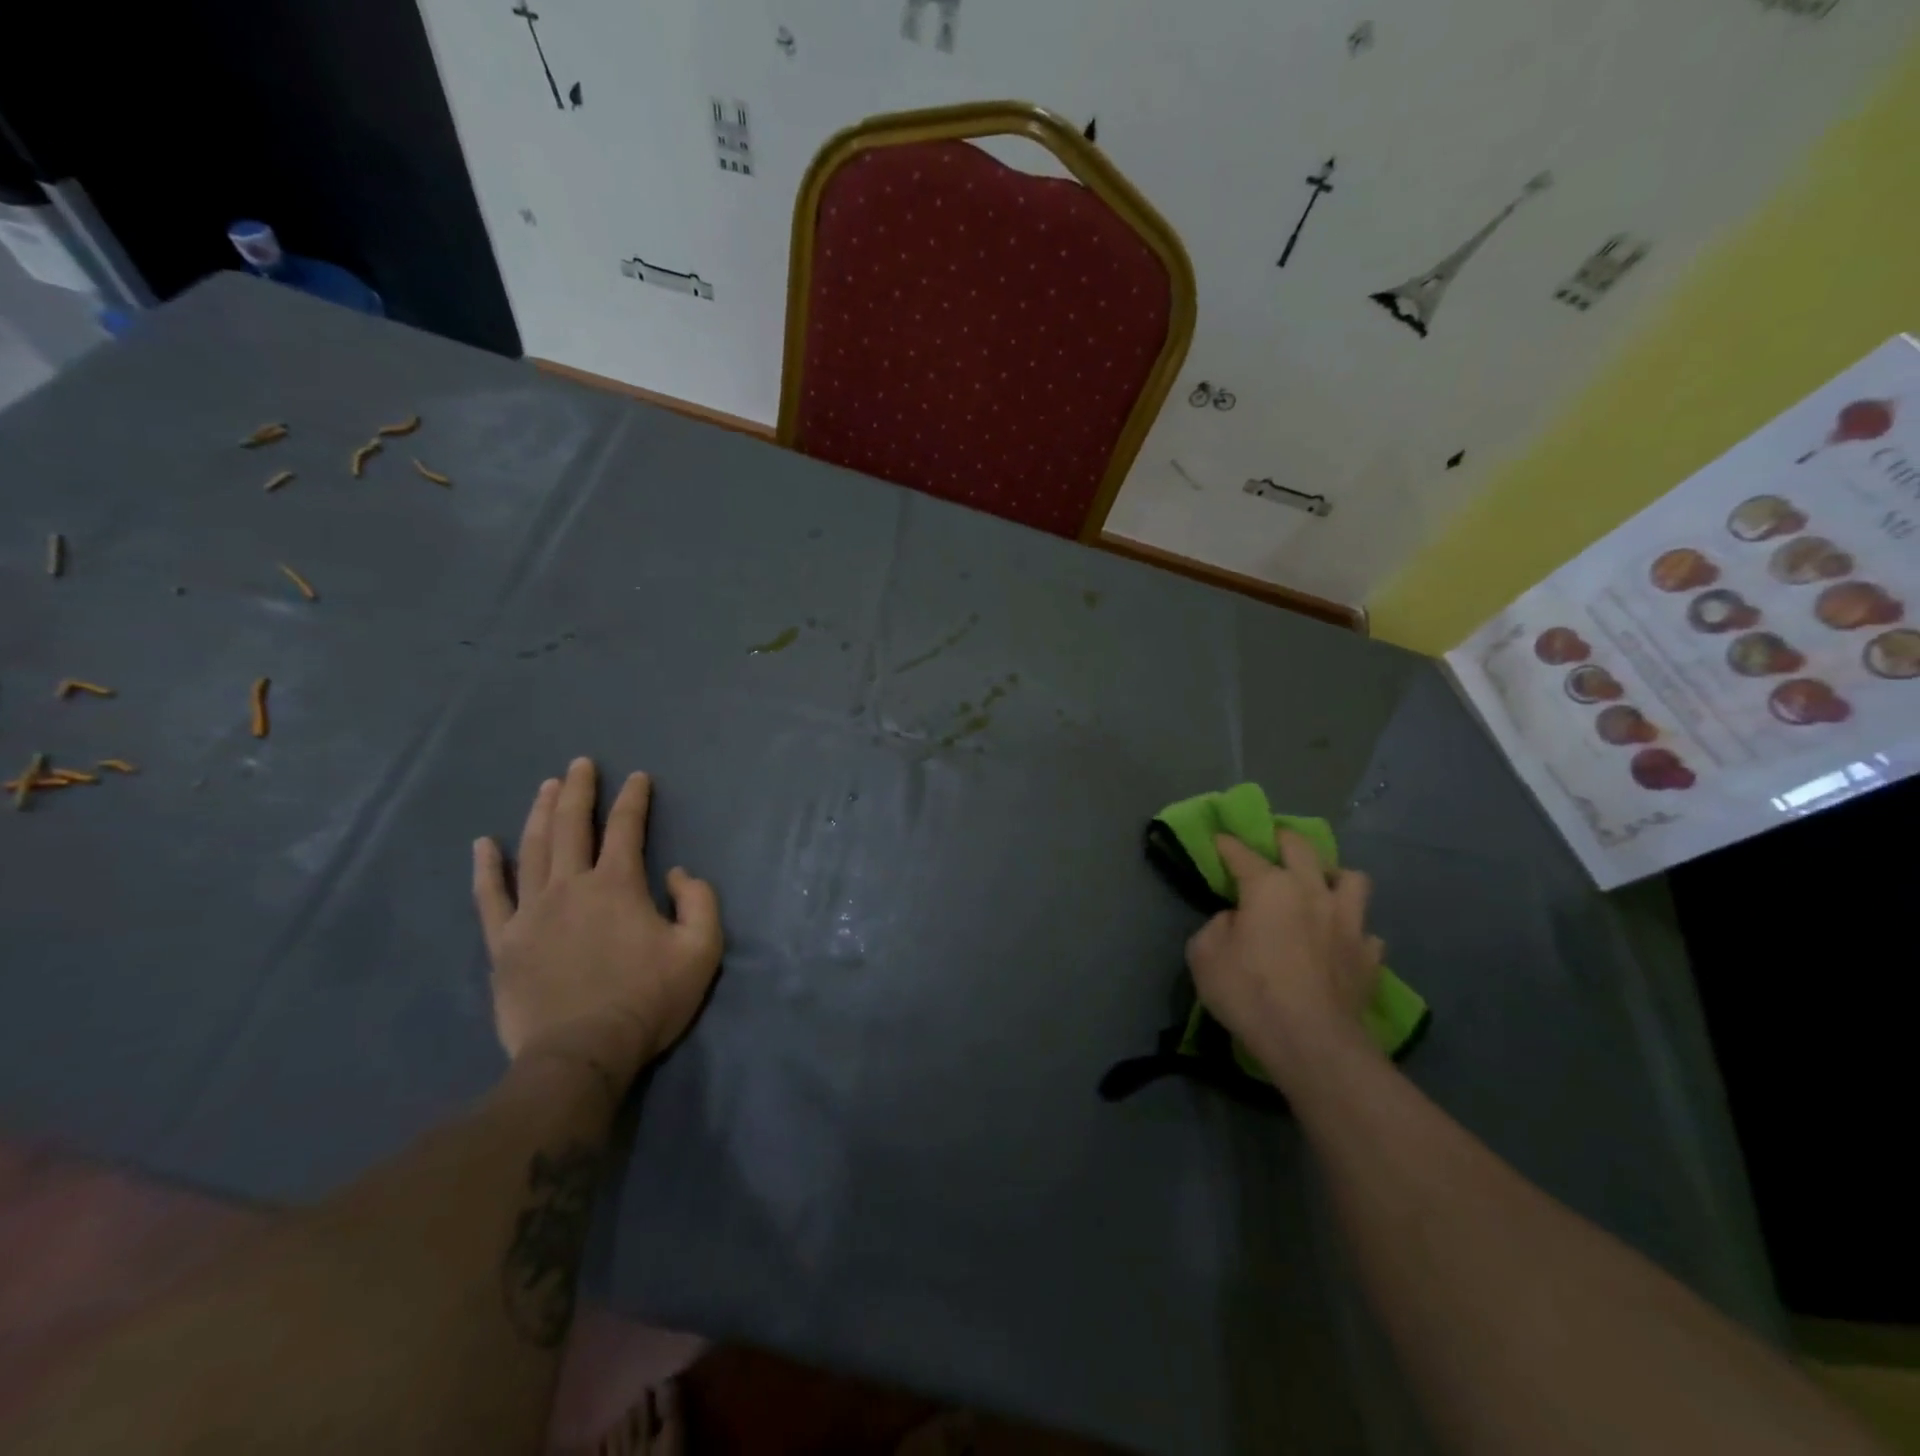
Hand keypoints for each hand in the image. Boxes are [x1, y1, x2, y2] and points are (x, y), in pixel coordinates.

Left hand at [473, 758, 723, 1093]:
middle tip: (580, 764)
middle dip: (578, 790)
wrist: (581, 1055)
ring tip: (546, 787)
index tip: (637, 777)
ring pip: (532, 849)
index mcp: (618, 885)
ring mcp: (531, 913)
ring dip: (540, 813)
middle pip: (571, 826)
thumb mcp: (701, 950)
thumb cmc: (647, 1000)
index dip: (633, 798)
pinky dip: (487, 868)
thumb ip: (699, 901)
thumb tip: (675, 872)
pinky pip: (490, 896)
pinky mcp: (504, 942)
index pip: (626, 828)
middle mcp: (571, 886)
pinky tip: (484, 844)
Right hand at [1186, 831, 1384, 1091]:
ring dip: (1334, 877)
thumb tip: (1235, 919)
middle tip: (1272, 843)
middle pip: (1301, 848)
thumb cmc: (1249, 993)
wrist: (1312, 1044)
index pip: (1242, 853)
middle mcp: (1312, 892)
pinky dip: (1352, 931)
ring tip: (1320, 889)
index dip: (1226, 844)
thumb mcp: (1203, 956)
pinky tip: (1340, 942)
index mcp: (1269, 887)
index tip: (1218, 838)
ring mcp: (1348, 923)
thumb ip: (1216, 927)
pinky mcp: (1370, 957)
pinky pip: (1366, 931)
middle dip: (1283, 839)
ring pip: (1352, 879)